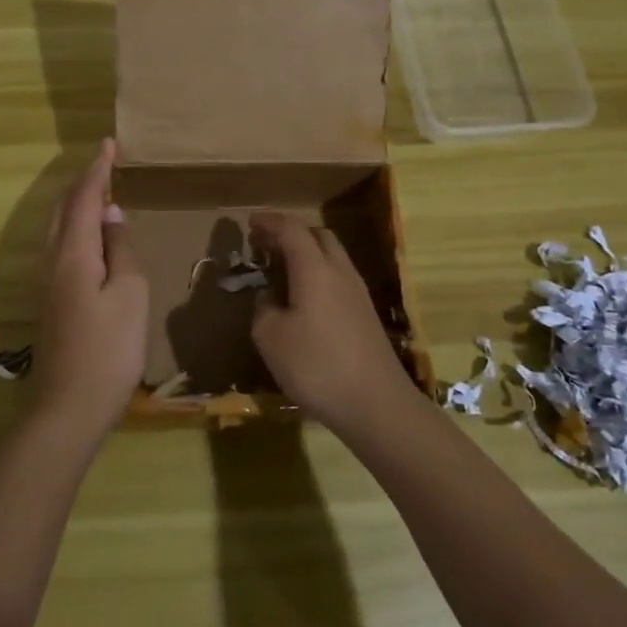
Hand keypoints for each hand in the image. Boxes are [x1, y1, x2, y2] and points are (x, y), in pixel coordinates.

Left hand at [30, 139, 148, 441]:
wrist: (67, 409)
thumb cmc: (108, 349)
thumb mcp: (130, 294)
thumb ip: (120, 250)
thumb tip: (111, 216)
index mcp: (71, 253)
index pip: (83, 198)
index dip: (97, 169)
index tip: (109, 144)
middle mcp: (50, 260)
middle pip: (62, 209)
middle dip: (83, 183)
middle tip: (107, 166)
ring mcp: (45, 283)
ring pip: (57, 228)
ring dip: (77, 206)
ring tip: (102, 195)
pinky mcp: (48, 301)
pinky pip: (60, 247)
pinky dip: (75, 229)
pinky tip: (92, 238)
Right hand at [249, 212, 412, 436]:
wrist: (376, 404)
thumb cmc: (317, 366)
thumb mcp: (271, 339)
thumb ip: (263, 310)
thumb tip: (268, 298)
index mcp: (314, 269)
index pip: (291, 230)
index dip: (269, 222)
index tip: (250, 222)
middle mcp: (340, 272)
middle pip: (318, 236)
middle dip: (291, 234)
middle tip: (265, 246)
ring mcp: (358, 294)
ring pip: (332, 257)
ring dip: (306, 255)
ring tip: (281, 272)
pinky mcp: (366, 315)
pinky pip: (338, 279)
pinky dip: (318, 276)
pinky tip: (304, 301)